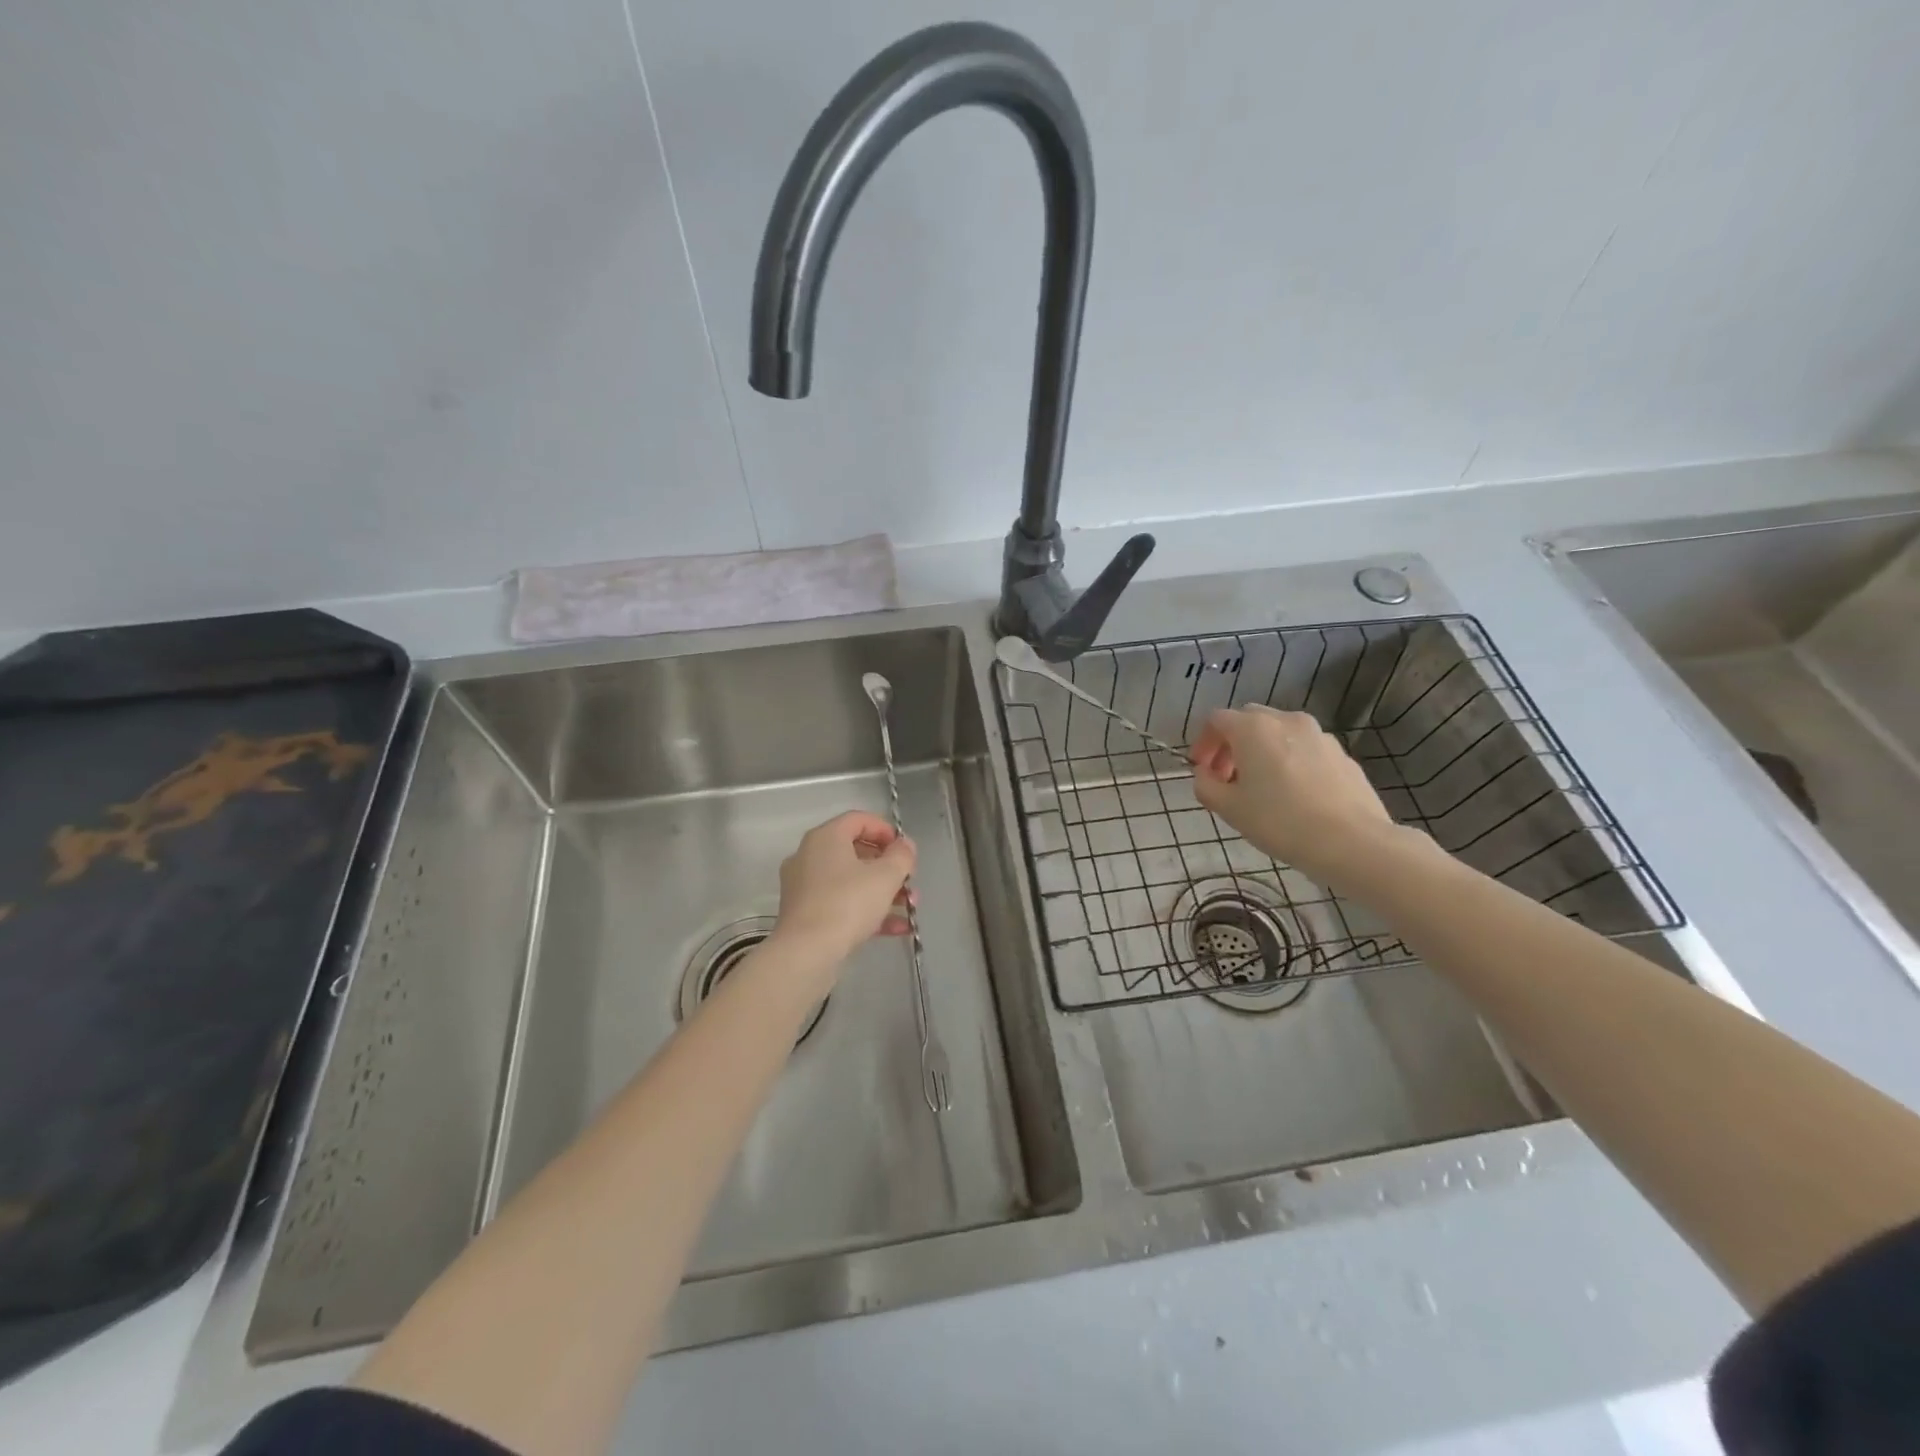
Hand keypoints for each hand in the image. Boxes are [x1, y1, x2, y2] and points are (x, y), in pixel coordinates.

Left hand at [771, 811, 916, 971]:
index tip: (906, 850)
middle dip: (888, 867)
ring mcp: (804, 886)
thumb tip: (905, 845)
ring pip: (850, 881)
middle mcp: (809, 856)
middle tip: (909, 882)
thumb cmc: (847, 903)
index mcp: (825, 838)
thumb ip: (901, 856)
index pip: (858, 820)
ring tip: (908, 907)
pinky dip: (866, 911)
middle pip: (855, 851)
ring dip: (882, 891)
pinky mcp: (805, 914)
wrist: (806, 953)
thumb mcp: (886, 876)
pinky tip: (895, 928)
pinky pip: (841, 904)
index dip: (886, 831)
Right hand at [1190, 706, 1395, 886]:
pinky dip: (1290, 761)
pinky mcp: (1342, 754)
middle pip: (1249, 721)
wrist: (1351, 841)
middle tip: (1228, 777)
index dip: (1203, 743)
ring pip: (1279, 733)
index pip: (1216, 720)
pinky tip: (1294, 795)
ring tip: (1262, 787)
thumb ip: (1205, 785)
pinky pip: (1305, 749)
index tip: (1202, 770)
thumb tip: (1204, 774)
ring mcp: (1319, 735)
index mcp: (1253, 728)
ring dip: (1262, 752)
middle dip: (1232, 744)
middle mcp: (1286, 721)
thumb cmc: (1280, 821)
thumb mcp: (1228, 809)